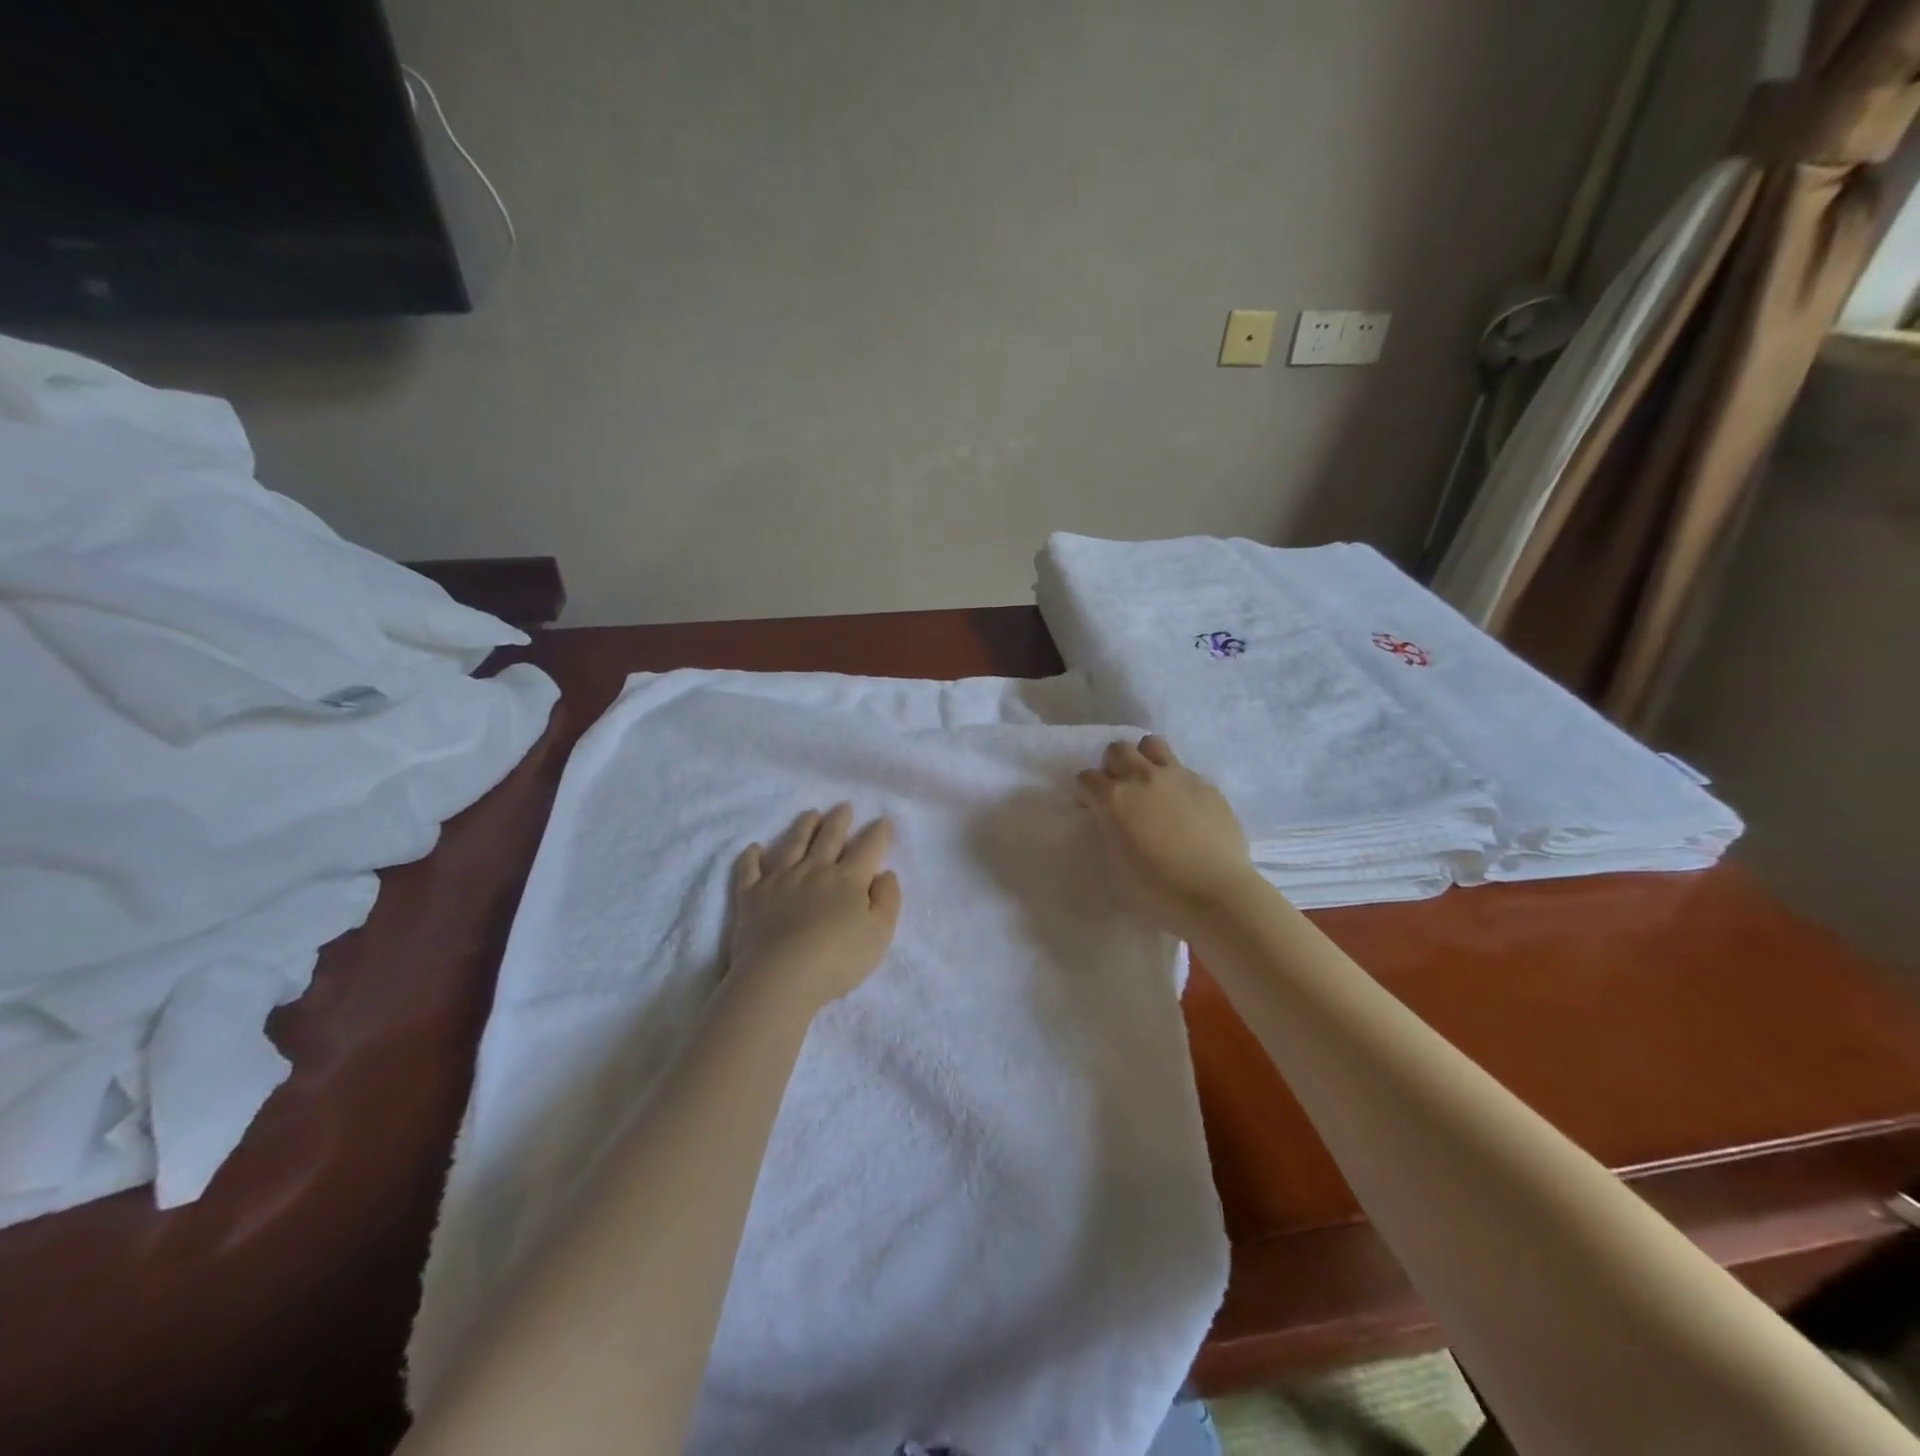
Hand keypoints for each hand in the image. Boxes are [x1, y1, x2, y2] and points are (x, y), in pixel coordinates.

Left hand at [728, 804, 901, 1005]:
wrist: (781, 976)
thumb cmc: (837, 959)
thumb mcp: (879, 934)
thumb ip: (887, 900)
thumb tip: (885, 873)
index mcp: (848, 879)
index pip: (867, 848)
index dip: (878, 833)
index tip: (882, 821)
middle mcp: (814, 870)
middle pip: (829, 838)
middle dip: (839, 820)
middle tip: (844, 806)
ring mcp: (780, 880)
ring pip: (792, 844)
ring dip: (803, 827)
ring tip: (810, 814)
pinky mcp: (751, 895)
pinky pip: (749, 870)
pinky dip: (751, 857)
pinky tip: (754, 848)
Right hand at [1076, 735, 1260, 936]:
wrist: (1215, 895)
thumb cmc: (1157, 891)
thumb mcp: (1116, 864)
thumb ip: (1111, 831)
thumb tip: (1115, 821)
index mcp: (1114, 799)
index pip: (1086, 778)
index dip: (1086, 793)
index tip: (1092, 810)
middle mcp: (1143, 778)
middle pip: (1117, 750)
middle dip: (1112, 766)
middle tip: (1119, 791)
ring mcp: (1178, 777)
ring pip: (1152, 744)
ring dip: (1144, 758)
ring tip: (1150, 783)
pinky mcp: (1207, 786)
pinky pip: (1184, 770)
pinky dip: (1176, 782)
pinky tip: (1185, 808)